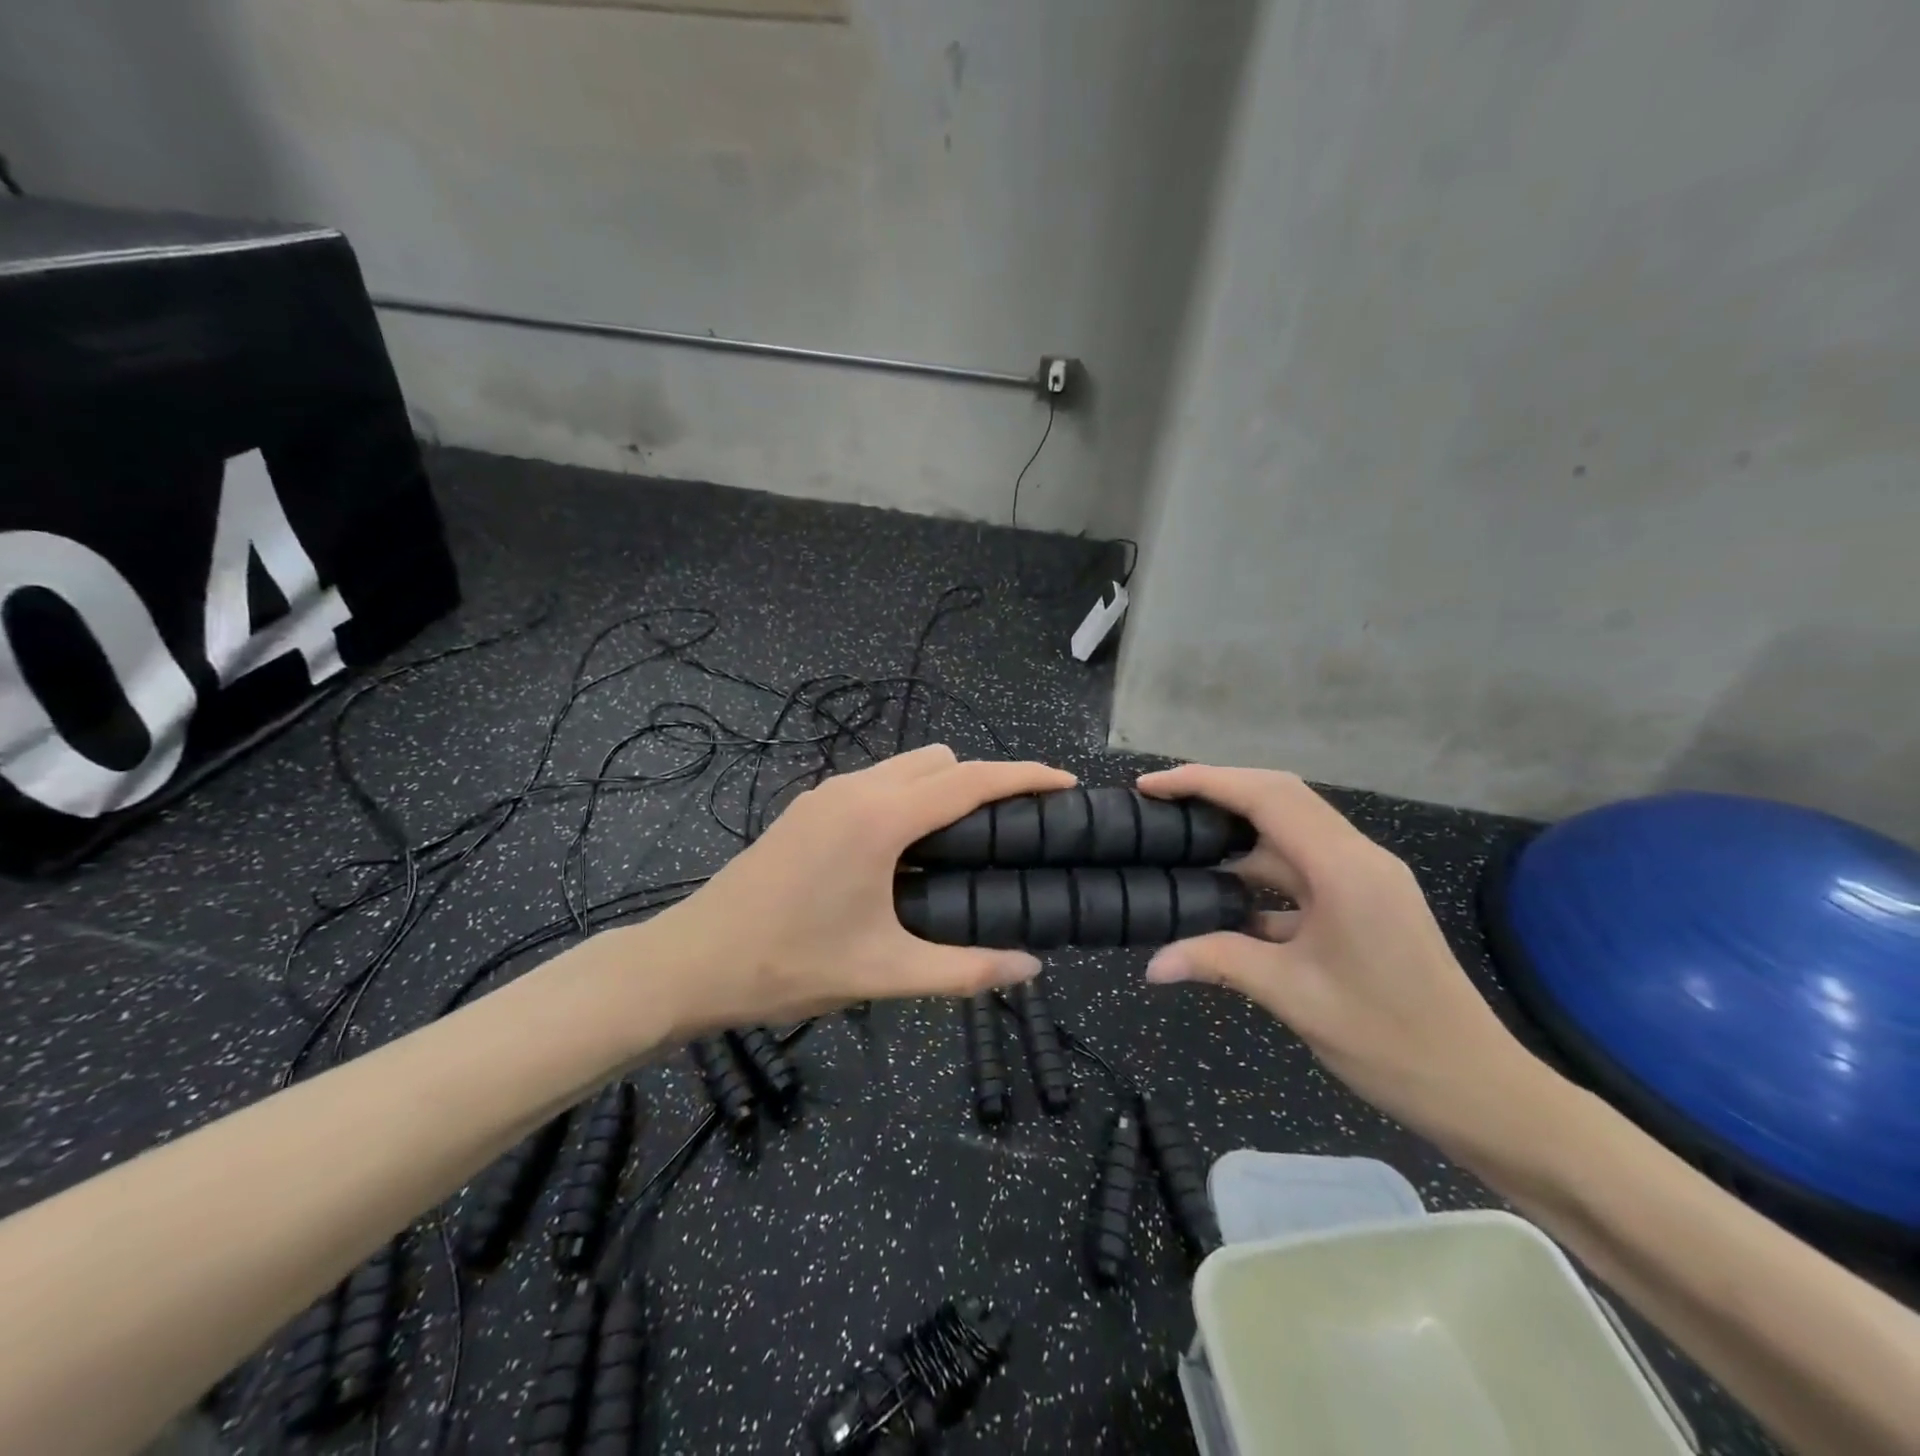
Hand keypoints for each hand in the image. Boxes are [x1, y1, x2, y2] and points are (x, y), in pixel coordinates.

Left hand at [647, 745, 1075, 1034]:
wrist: (691, 961)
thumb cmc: (787, 964)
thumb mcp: (883, 972)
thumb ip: (964, 971)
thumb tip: (1031, 968)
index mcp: (880, 818)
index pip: (970, 780)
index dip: (1024, 776)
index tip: (1065, 783)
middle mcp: (855, 789)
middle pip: (941, 761)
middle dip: (985, 781)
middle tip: (1011, 832)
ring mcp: (825, 793)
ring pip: (905, 766)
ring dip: (943, 788)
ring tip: (964, 843)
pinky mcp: (807, 808)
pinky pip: (876, 782)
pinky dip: (908, 797)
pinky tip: (907, 850)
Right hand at [1137, 765, 1539, 1145]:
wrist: (1477, 1089)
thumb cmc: (1388, 1040)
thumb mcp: (1293, 996)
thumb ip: (1218, 962)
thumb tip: (1152, 966)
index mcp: (1344, 868)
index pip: (1267, 797)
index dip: (1205, 782)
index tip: (1151, 786)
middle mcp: (1357, 858)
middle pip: (1279, 798)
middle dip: (1217, 791)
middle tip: (1159, 802)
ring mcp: (1363, 879)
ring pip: (1290, 832)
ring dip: (1236, 831)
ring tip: (1180, 838)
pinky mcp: (1363, 902)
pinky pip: (1301, 868)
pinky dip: (1258, 871)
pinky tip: (1221, 893)